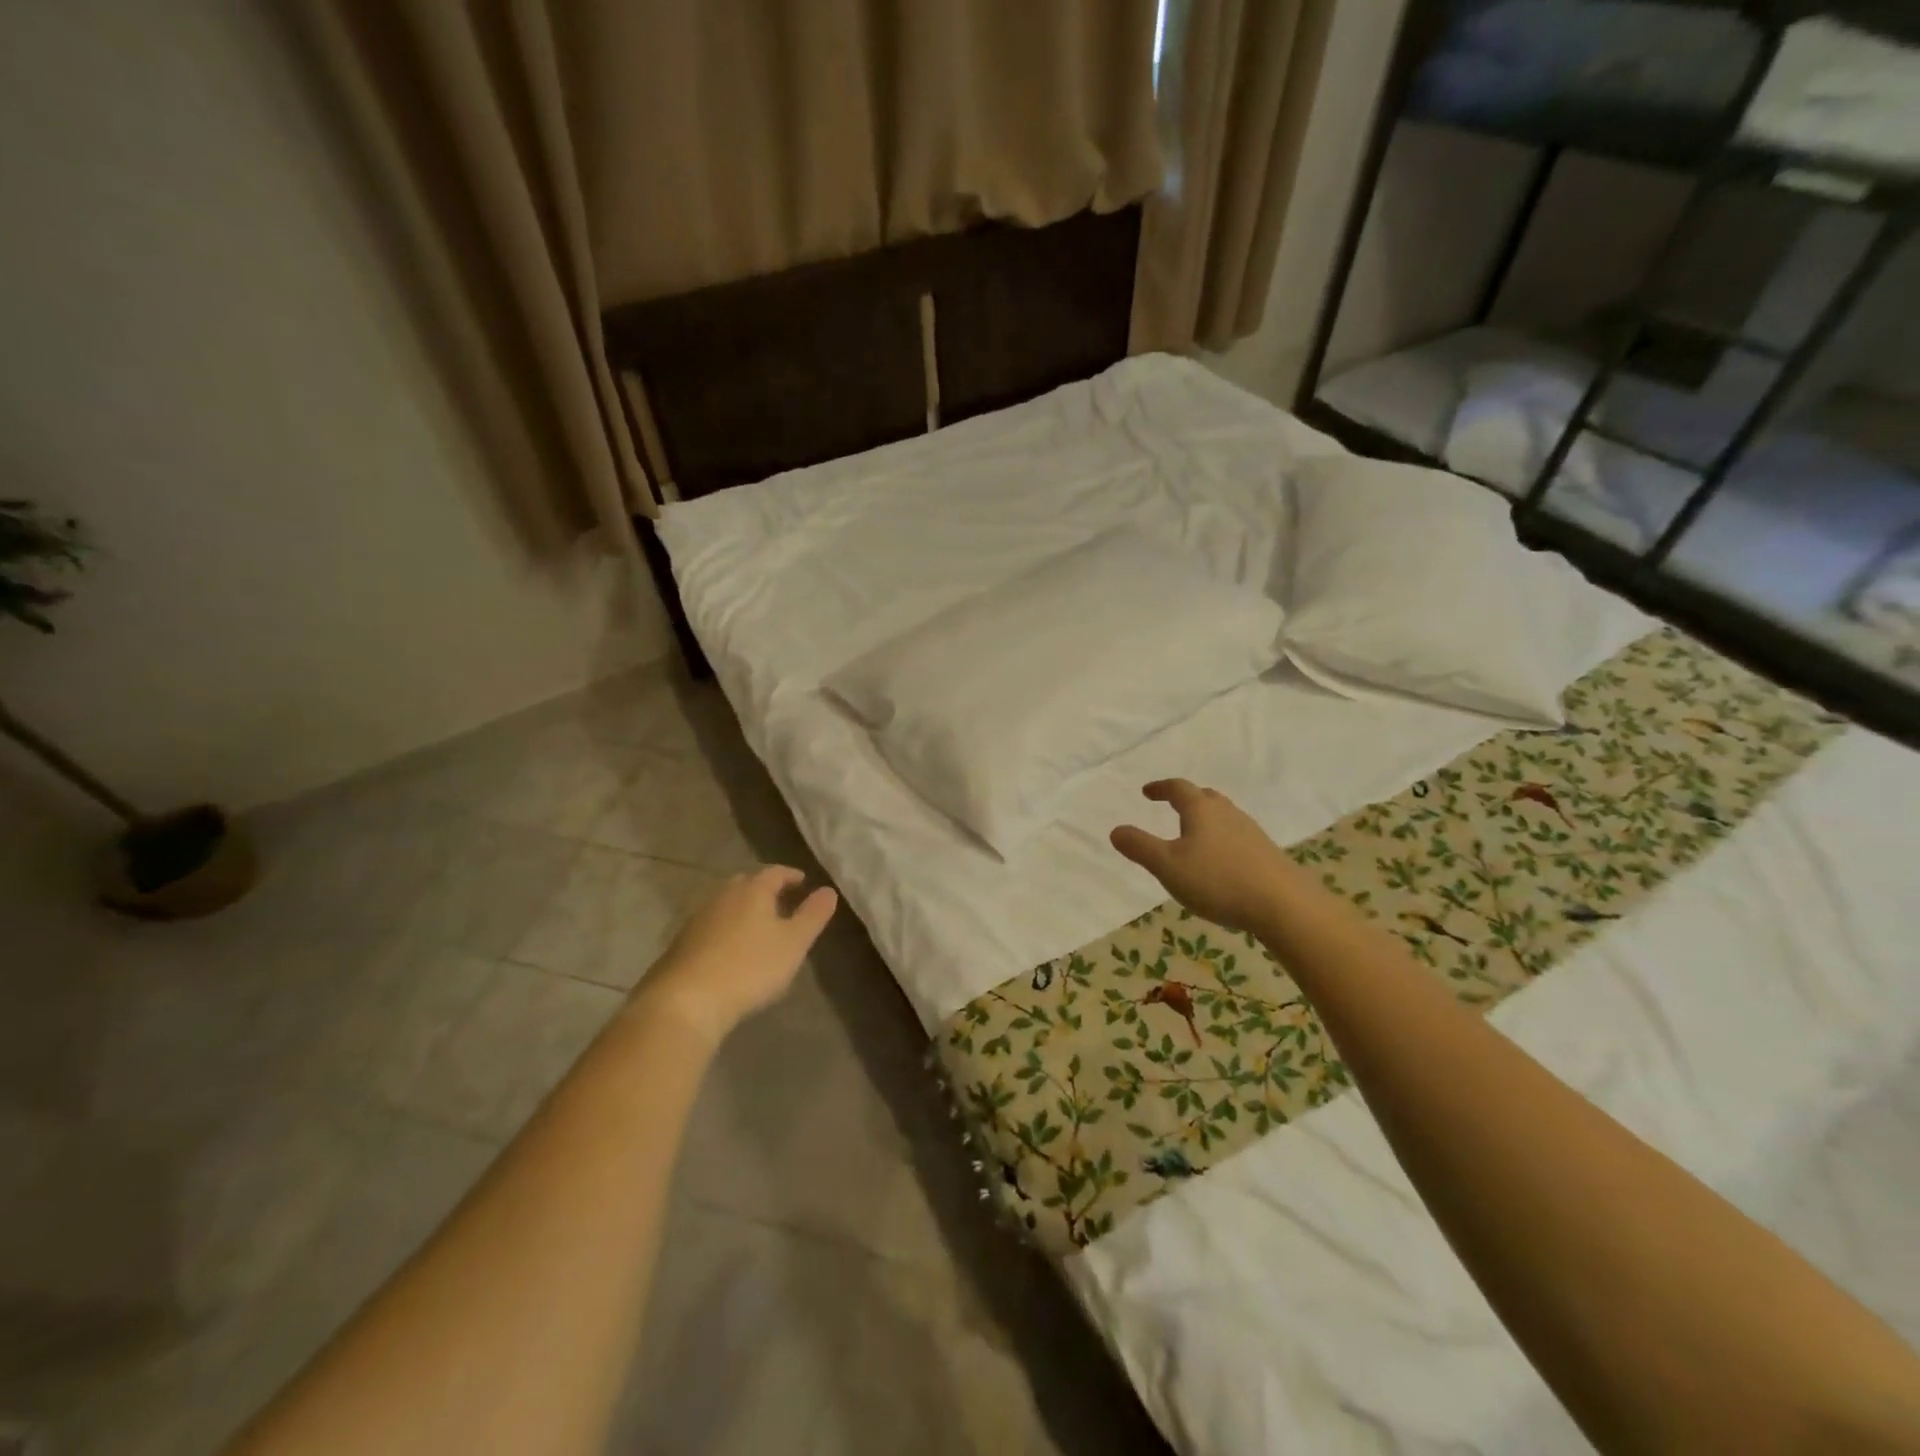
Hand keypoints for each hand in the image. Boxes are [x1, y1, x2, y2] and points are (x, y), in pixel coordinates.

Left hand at [642, 866, 837, 1046]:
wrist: (686, 1001)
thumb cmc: (750, 967)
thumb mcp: (793, 943)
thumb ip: (813, 915)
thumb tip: (829, 890)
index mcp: (752, 890)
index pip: (775, 872)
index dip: (791, 875)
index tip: (803, 882)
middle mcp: (723, 896)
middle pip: (746, 884)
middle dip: (765, 890)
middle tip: (781, 903)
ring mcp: (698, 919)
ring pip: (726, 904)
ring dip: (743, 910)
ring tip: (758, 928)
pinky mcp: (681, 943)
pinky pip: (710, 926)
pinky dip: (725, 930)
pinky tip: (731, 950)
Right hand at [1111, 779, 1296, 936]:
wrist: (1284, 904)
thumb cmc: (1218, 880)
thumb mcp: (1168, 866)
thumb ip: (1140, 847)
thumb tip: (1116, 830)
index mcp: (1201, 810)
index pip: (1178, 789)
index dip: (1161, 788)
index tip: (1147, 791)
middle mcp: (1227, 813)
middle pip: (1205, 797)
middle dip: (1186, 799)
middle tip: (1172, 805)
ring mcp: (1251, 832)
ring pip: (1223, 816)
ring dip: (1206, 819)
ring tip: (1194, 834)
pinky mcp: (1266, 853)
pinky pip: (1237, 836)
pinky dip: (1221, 839)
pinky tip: (1220, 861)